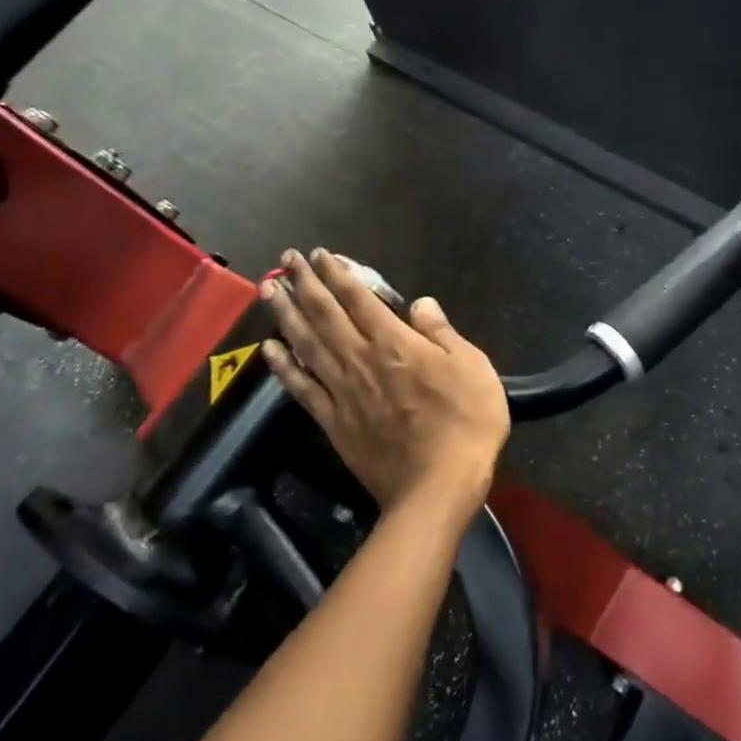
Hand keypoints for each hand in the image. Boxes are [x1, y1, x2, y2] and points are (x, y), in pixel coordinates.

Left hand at [260, 249, 509, 523]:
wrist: (437, 486)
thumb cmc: (466, 423)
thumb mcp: (473, 368)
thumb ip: (442, 333)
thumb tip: (421, 303)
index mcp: (396, 343)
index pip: (359, 298)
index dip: (338, 273)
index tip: (320, 254)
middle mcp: (361, 359)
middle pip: (324, 314)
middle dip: (304, 283)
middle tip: (286, 259)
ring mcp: (342, 391)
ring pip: (306, 344)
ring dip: (285, 314)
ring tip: (268, 290)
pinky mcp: (333, 422)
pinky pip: (301, 388)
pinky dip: (282, 366)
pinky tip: (268, 349)